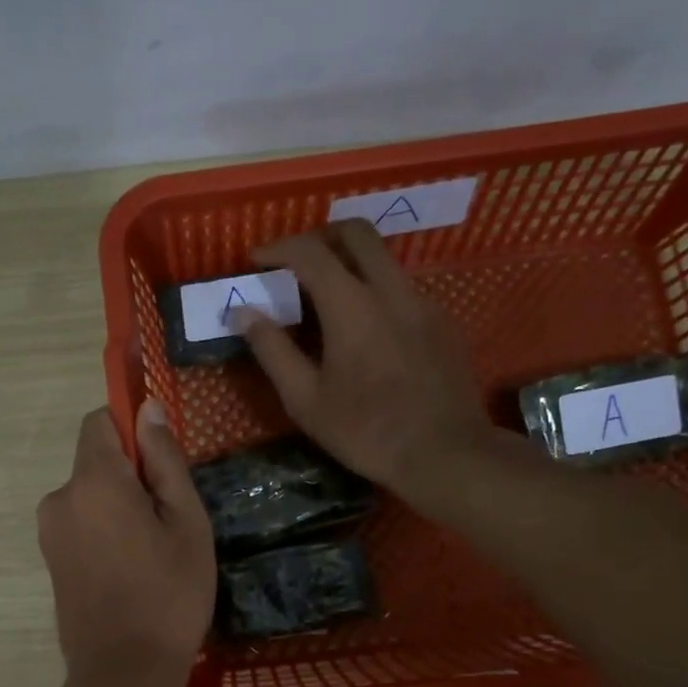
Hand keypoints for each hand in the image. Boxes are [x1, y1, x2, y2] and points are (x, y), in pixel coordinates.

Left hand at [37, 403, 215, 686]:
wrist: (124, 673)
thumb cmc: (169, 594)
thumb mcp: (186, 522)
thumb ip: (164, 459)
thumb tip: (147, 407)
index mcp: (93, 481)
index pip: (99, 421)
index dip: (131, 427)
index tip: (162, 460)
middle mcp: (60, 498)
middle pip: (95, 460)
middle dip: (130, 474)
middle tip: (169, 518)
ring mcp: (49, 531)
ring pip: (89, 494)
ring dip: (118, 505)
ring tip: (152, 550)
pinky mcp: (50, 559)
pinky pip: (80, 522)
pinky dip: (104, 529)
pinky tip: (130, 568)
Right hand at [238, 220, 493, 497]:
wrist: (444, 454)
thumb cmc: (366, 431)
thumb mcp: (305, 400)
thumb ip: (272, 350)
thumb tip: (243, 312)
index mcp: (352, 306)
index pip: (310, 252)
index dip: (277, 248)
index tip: (255, 261)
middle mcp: (391, 290)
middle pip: (356, 232)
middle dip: (319, 237)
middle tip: (295, 264)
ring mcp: (422, 303)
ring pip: (383, 258)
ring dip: (349, 262)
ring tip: (325, 299)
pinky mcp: (441, 322)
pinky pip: (402, 287)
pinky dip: (374, 289)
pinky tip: (364, 330)